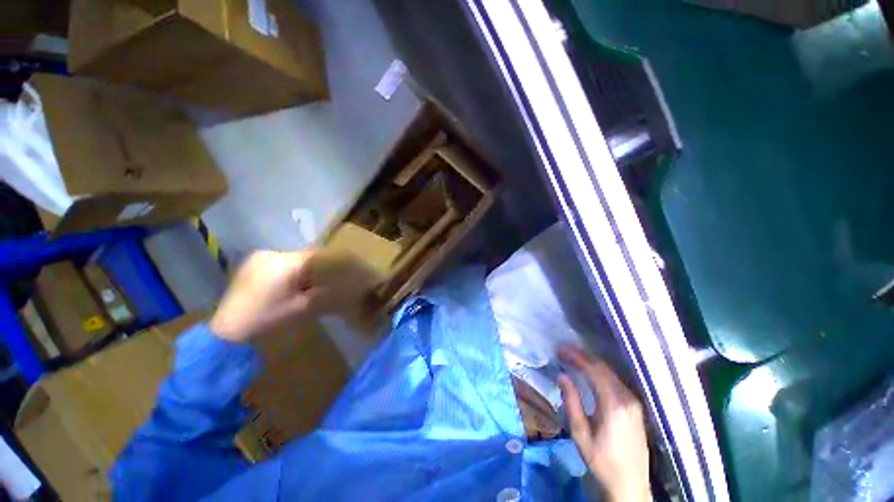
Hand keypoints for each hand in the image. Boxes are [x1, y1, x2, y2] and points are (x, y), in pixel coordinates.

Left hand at [210, 249, 380, 342]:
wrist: (228, 331)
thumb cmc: (269, 319)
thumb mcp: (304, 307)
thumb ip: (325, 292)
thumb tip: (344, 284)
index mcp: (287, 263)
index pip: (318, 255)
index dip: (333, 262)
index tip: (344, 269)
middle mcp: (272, 253)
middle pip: (305, 255)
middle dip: (318, 266)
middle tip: (326, 279)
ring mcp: (259, 257)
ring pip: (292, 258)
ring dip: (304, 267)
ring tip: (308, 282)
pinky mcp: (251, 264)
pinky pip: (278, 261)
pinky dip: (289, 268)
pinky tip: (289, 282)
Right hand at [558, 346, 649, 501]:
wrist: (630, 484)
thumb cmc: (601, 460)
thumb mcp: (580, 433)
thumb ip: (571, 401)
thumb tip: (562, 376)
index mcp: (613, 405)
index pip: (594, 370)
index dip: (576, 357)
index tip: (561, 350)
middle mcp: (627, 399)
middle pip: (604, 368)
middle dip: (583, 356)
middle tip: (564, 352)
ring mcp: (634, 402)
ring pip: (611, 373)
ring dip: (592, 363)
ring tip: (574, 359)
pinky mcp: (636, 407)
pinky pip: (616, 381)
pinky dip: (601, 372)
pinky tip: (590, 373)